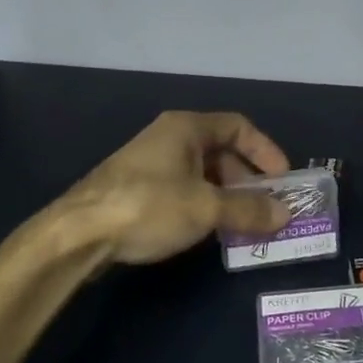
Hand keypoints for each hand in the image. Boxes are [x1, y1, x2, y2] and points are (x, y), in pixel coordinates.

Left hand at [44, 111, 293, 265]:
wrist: (77, 235)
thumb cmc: (148, 206)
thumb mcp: (206, 208)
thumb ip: (249, 210)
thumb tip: (285, 214)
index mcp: (186, 128)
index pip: (239, 127)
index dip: (265, 150)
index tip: (282, 179)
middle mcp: (169, 138)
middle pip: (221, 151)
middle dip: (248, 180)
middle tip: (265, 208)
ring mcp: (150, 164)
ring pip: (202, 173)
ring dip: (227, 196)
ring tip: (243, 224)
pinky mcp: (136, 190)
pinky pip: (183, 190)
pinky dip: (204, 205)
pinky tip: (209, 231)